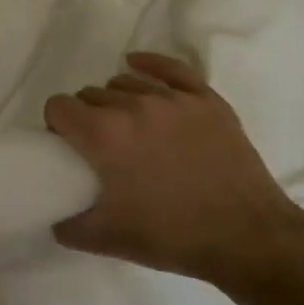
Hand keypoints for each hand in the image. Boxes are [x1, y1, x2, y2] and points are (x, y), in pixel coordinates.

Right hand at [44, 53, 303, 304]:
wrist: (248, 238)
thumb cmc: (173, 237)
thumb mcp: (109, 239)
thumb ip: (70, 225)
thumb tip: (55, 216)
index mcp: (103, 135)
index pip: (59, 106)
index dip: (57, 125)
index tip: (67, 145)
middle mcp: (133, 106)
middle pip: (91, 94)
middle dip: (87, 116)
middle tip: (101, 146)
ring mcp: (173, 99)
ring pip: (125, 82)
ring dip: (117, 100)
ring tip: (129, 126)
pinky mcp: (206, 100)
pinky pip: (170, 68)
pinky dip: (149, 65)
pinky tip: (137, 65)